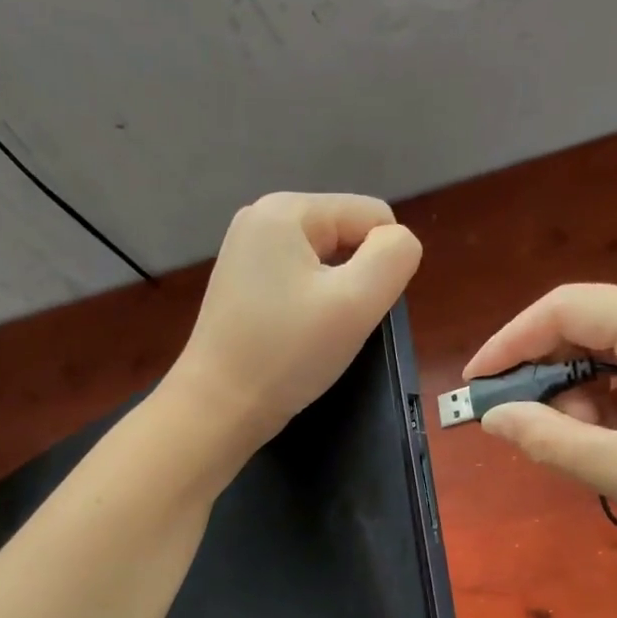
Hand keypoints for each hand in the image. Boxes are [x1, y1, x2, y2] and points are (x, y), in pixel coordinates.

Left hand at [172, 192, 422, 450]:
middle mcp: (261, 217)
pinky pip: (300, 280)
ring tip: (313, 333)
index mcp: (286, 209)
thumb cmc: (287, 354)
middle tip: (333, 325)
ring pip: (326, 262)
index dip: (382, 265)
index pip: (373, 216)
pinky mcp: (242, 283)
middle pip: (347, 235)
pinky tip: (294, 336)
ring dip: (335, 296)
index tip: (354, 309)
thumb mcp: (356, 302)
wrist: (217, 408)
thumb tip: (399, 242)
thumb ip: (394, 257)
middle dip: (355, 279)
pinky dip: (310, 306)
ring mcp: (247, 251)